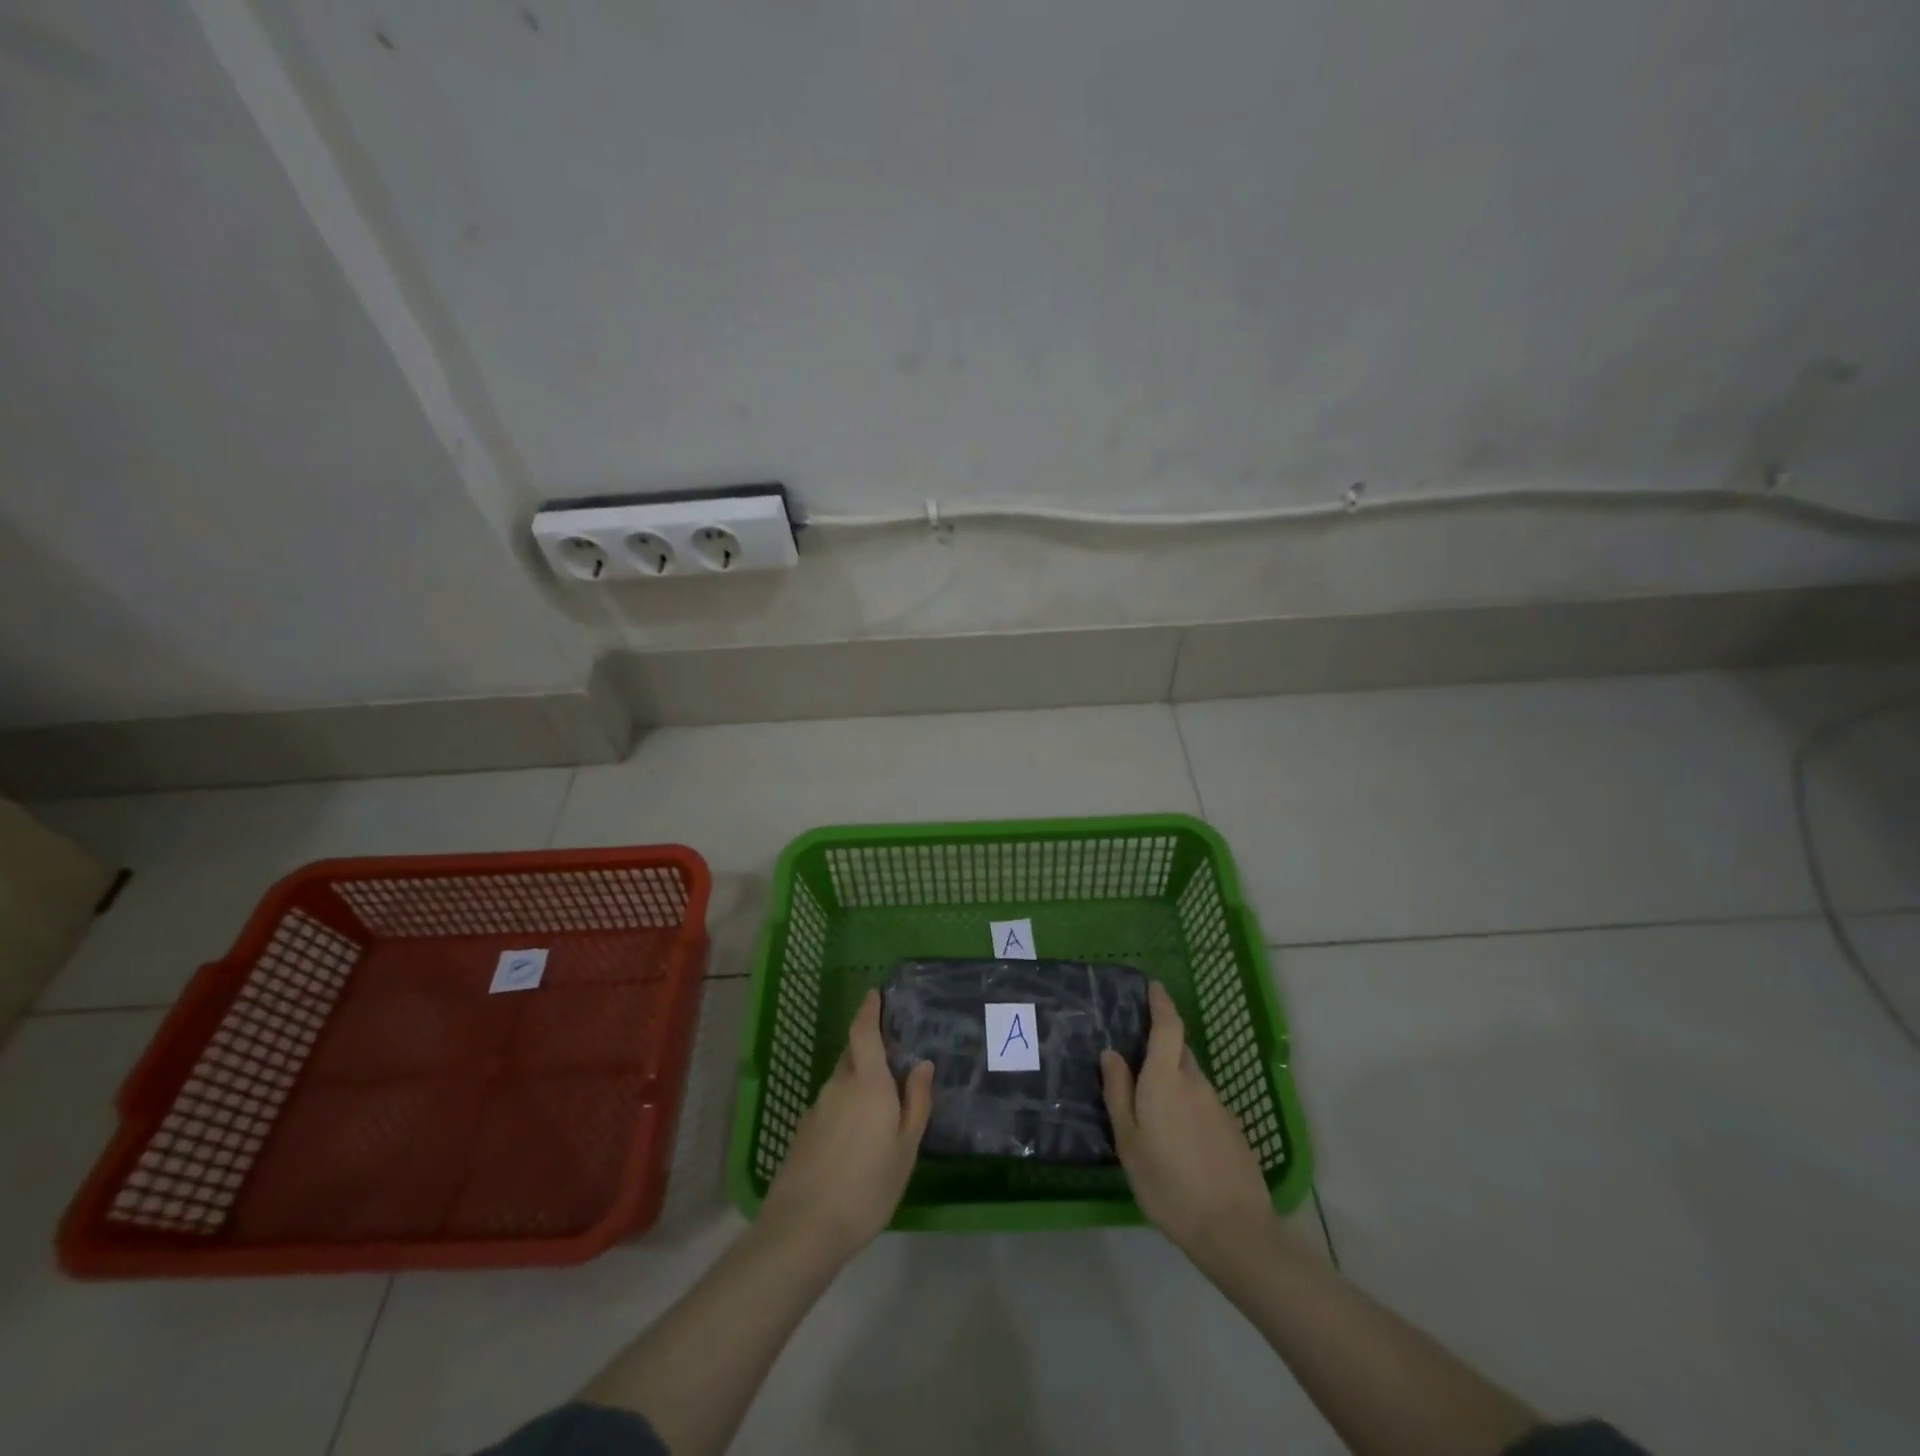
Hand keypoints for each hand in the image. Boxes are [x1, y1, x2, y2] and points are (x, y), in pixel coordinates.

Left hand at [759, 990, 933, 1262]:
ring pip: (841, 1083)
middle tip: (891, 1062)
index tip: (873, 994)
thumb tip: (921, 1064)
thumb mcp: (905, 1148)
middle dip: (868, 1050)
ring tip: (878, 1110)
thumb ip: (916, 1102)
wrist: (803, 1230)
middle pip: (853, 1056)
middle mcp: (838, 1086)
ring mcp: (816, 1109)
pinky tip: (854, 1140)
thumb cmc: (867, 1187)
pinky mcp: (802, 1133)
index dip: (868, 1010)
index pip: (864, 1032)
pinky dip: (844, 1109)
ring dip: (858, 1084)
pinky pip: (829, 1107)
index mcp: (867, 1083)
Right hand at [1101, 982, 1276, 1258]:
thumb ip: (1118, 1093)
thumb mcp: (1129, 1142)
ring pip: (1191, 1078)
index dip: (1161, 1003)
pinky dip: (1188, 1104)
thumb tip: (1111, 1053)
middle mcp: (1195, 1083)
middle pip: (1178, 1050)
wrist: (1234, 1230)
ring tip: (1152, 1104)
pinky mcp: (1232, 1130)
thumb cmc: (1168, 1184)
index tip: (1153, 987)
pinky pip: (1203, 1102)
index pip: (1168, 1025)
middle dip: (1161, 1043)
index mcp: (1166, 1078)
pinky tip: (1178, 1135)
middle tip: (1137, 1055)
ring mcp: (1218, 1106)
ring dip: (1173, 1078)